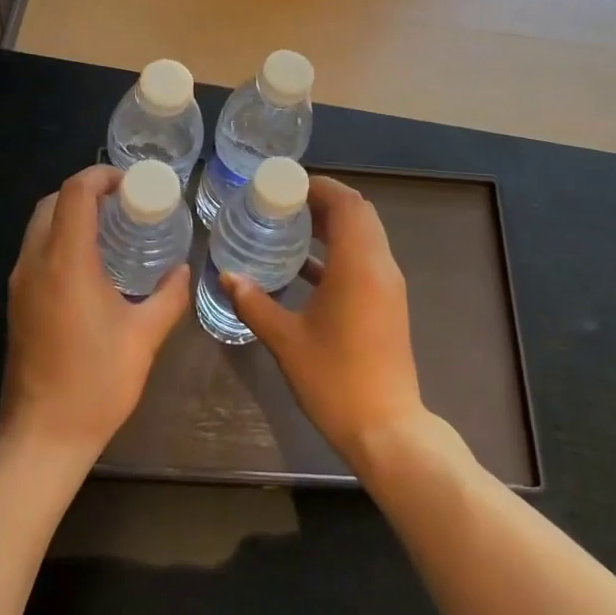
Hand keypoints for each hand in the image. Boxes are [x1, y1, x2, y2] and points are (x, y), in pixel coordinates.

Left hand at [0, 165, 188, 464]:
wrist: (42, 435)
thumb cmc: (97, 382)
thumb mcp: (144, 336)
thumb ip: (168, 297)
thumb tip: (183, 271)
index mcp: (66, 262)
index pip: (76, 194)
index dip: (102, 176)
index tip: (132, 183)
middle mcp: (35, 263)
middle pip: (52, 203)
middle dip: (85, 191)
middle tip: (124, 202)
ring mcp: (19, 283)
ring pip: (39, 226)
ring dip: (70, 214)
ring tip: (111, 227)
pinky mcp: (16, 302)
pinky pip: (36, 250)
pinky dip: (60, 238)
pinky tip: (92, 262)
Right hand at [222, 176, 425, 466]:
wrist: (386, 428)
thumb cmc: (334, 379)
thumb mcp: (286, 339)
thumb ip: (254, 303)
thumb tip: (227, 276)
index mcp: (359, 264)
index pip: (347, 203)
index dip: (319, 187)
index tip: (285, 185)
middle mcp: (380, 266)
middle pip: (359, 213)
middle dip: (324, 201)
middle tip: (284, 203)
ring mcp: (388, 285)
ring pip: (365, 236)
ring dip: (333, 226)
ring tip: (291, 227)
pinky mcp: (388, 304)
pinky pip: (365, 260)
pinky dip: (339, 252)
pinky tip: (305, 267)